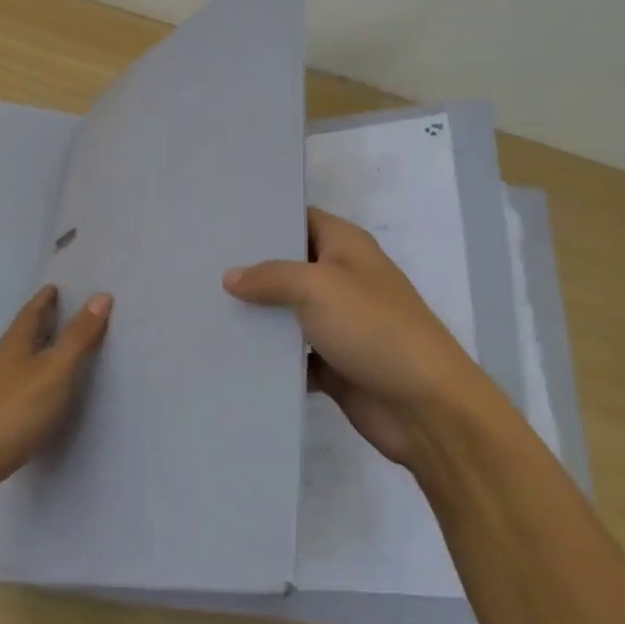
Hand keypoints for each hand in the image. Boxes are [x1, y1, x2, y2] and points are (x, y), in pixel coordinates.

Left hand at [0, 285, 111, 486]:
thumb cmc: (14, 411)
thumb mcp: (55, 370)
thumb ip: (78, 336)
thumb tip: (101, 295)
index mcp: (15, 345)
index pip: (31, 312)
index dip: (44, 299)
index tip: (55, 287)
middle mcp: (0, 362)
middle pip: (23, 335)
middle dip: (41, 321)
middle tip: (61, 311)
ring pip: (18, 361)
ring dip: (36, 351)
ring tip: (56, 350)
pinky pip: (17, 387)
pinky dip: (32, 379)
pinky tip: (40, 393)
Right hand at [224, 207, 483, 467]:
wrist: (424, 405)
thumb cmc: (373, 327)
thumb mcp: (317, 287)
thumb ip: (271, 277)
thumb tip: (230, 276)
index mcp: (345, 246)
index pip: (301, 218)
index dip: (266, 218)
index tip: (223, 221)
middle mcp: (341, 278)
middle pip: (289, 266)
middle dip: (251, 269)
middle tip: (200, 266)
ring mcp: (338, 323)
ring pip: (288, 313)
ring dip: (257, 316)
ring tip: (203, 309)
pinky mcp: (333, 364)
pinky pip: (293, 356)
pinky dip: (270, 358)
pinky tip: (231, 355)